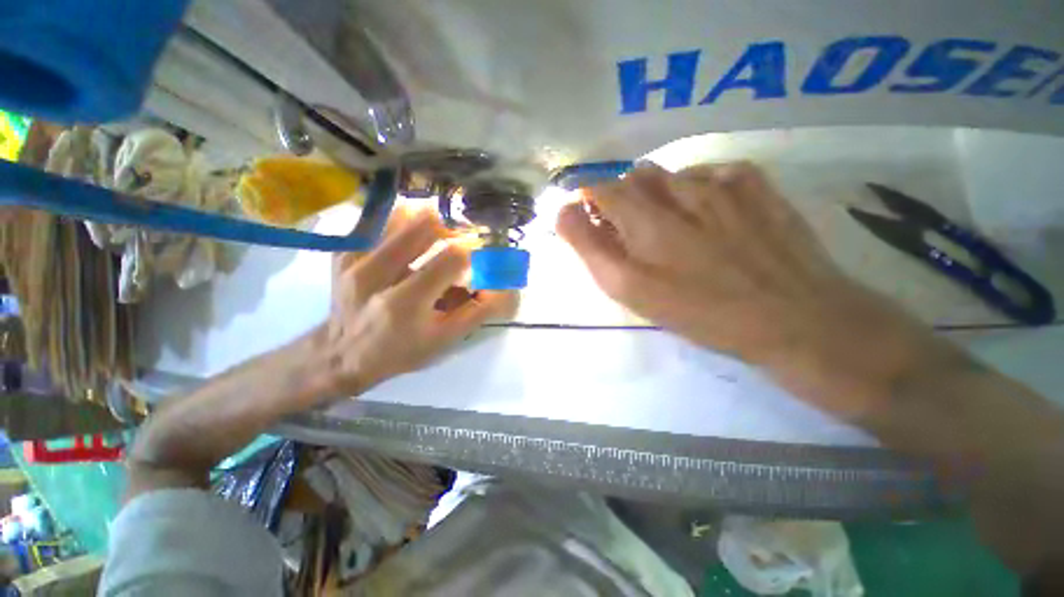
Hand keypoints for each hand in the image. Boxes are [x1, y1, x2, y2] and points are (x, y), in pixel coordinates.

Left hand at [314, 208, 516, 400]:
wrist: (340, 355)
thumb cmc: (400, 352)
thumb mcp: (444, 341)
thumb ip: (477, 312)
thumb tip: (506, 288)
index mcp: (405, 303)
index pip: (451, 258)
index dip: (474, 249)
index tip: (484, 249)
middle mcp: (375, 274)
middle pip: (424, 225)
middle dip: (454, 226)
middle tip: (464, 237)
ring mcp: (354, 259)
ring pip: (400, 216)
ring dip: (429, 221)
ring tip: (440, 235)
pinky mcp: (344, 252)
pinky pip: (380, 222)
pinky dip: (403, 222)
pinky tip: (413, 235)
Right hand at [556, 162, 953, 418]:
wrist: (794, 317)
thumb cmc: (702, 312)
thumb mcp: (631, 291)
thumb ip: (591, 248)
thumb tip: (565, 213)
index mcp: (644, 221)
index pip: (597, 188)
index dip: (586, 200)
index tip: (588, 219)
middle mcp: (677, 192)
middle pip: (630, 177)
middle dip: (620, 200)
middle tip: (630, 232)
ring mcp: (720, 182)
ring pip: (668, 173)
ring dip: (656, 194)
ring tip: (669, 225)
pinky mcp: (754, 183)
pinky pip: (709, 172)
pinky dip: (696, 188)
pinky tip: (706, 214)